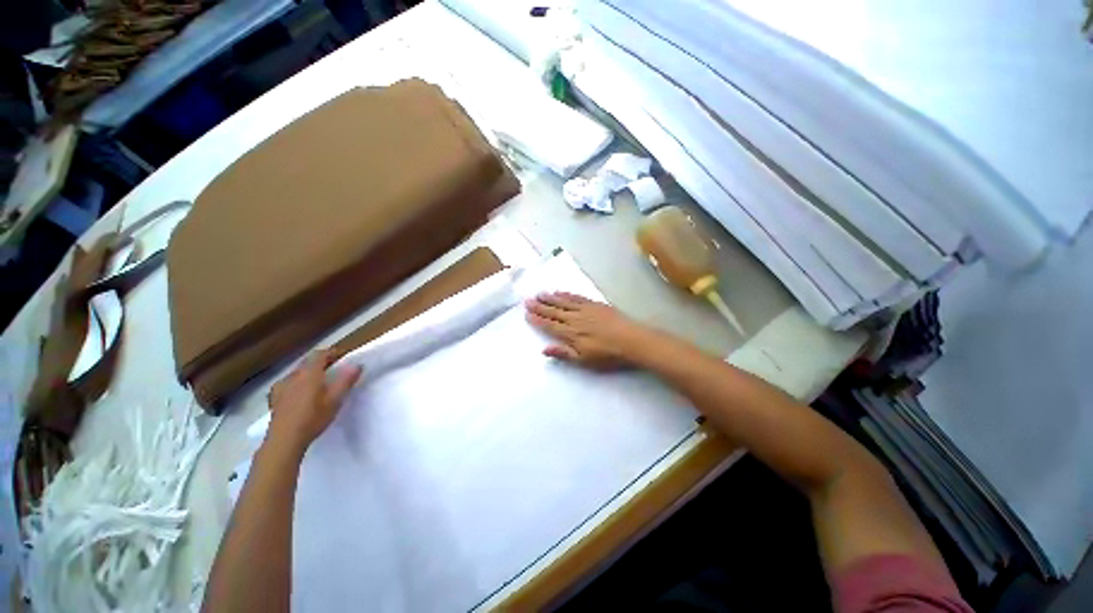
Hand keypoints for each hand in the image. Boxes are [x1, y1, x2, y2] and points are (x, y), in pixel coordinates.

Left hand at [267, 349, 362, 450]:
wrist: (285, 440)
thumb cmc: (313, 417)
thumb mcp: (336, 399)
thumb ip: (346, 380)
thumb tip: (357, 364)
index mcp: (309, 373)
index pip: (319, 354)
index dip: (331, 353)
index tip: (342, 356)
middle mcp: (293, 376)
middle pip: (306, 362)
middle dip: (320, 362)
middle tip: (333, 369)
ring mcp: (281, 387)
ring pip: (296, 373)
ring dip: (308, 373)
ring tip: (317, 382)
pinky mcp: (274, 399)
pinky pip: (288, 383)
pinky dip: (297, 383)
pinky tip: (299, 393)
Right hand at [524, 292, 655, 369]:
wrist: (631, 340)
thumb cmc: (608, 355)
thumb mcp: (584, 361)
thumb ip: (563, 354)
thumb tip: (543, 350)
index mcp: (570, 333)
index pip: (549, 325)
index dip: (537, 319)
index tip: (527, 313)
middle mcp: (574, 319)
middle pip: (553, 311)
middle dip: (539, 306)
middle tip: (527, 300)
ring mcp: (585, 309)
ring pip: (563, 302)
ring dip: (550, 298)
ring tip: (540, 294)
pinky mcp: (595, 304)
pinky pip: (576, 297)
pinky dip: (566, 294)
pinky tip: (560, 292)